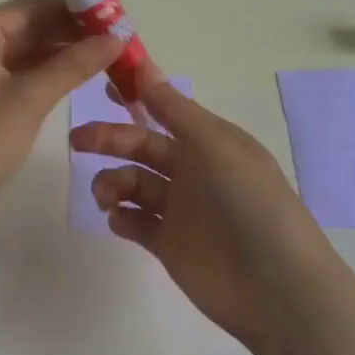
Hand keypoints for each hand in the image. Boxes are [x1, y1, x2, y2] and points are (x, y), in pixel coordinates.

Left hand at [0, 0, 121, 226]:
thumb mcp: (30, 99)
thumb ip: (73, 65)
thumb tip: (116, 39)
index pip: (27, 7)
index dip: (69, 8)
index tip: (109, 14)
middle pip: (26, 27)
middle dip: (68, 31)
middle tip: (113, 37)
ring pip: (24, 51)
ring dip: (61, 52)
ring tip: (104, 55)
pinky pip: (18, 73)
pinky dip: (46, 73)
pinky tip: (77, 76)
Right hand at [71, 75, 333, 350]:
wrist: (277, 290)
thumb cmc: (249, 203)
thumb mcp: (214, 145)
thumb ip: (174, 109)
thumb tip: (143, 64)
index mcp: (208, 140)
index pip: (164, 109)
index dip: (135, 96)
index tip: (102, 86)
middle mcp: (193, 169)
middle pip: (141, 145)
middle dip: (109, 139)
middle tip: (77, 140)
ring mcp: (181, 209)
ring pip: (134, 184)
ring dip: (113, 182)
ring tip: (107, 197)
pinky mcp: (170, 245)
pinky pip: (136, 223)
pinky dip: (122, 218)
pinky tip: (119, 220)